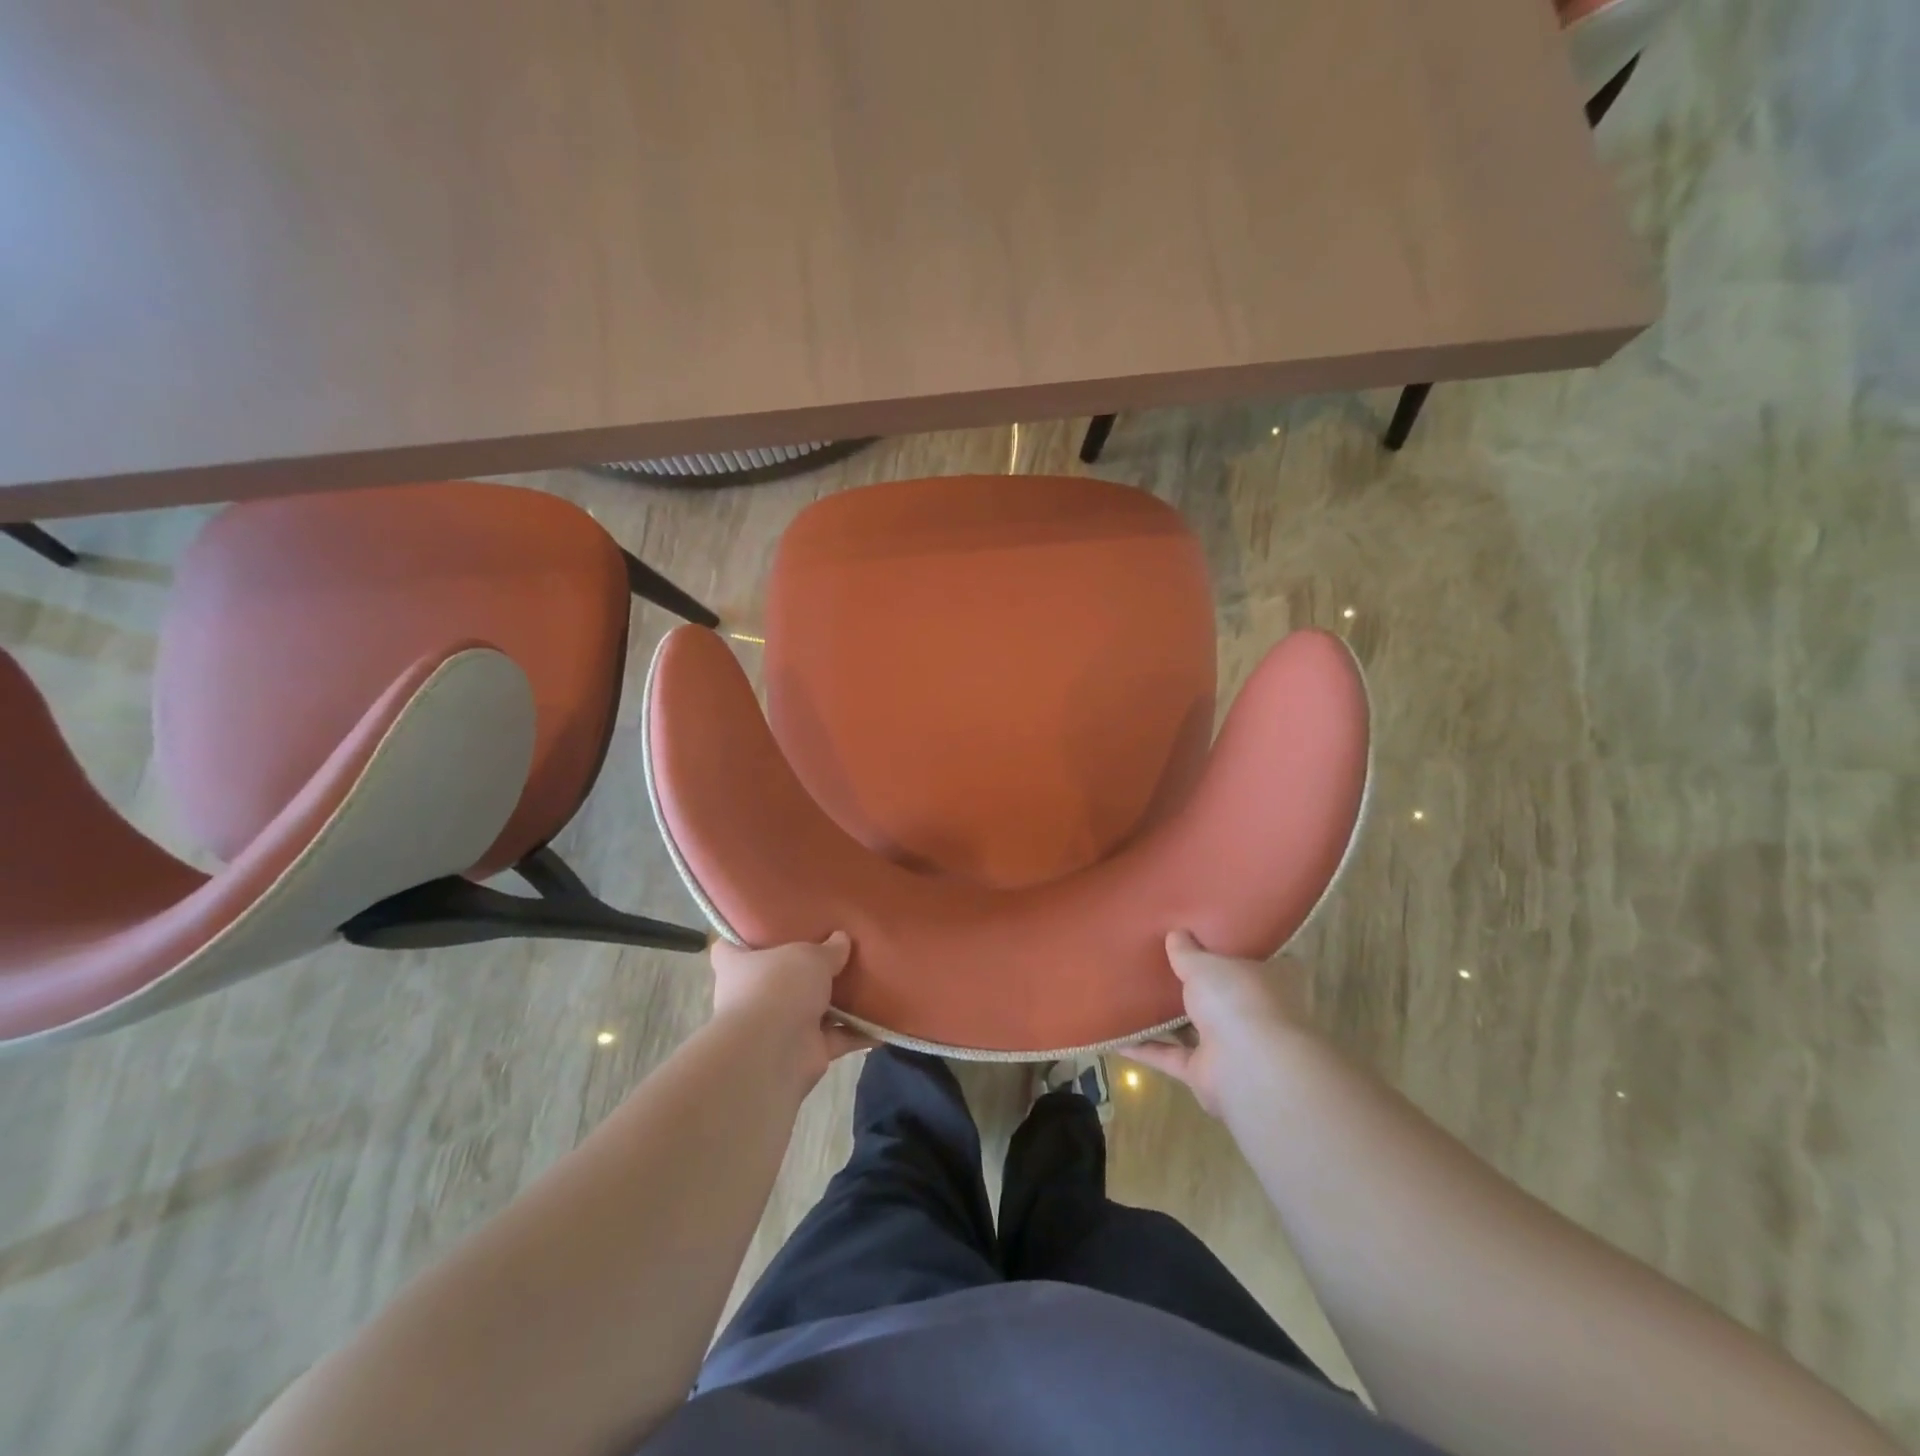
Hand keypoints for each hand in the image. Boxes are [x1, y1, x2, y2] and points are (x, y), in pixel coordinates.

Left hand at [709, 932, 873, 1087]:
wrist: (775, 1051)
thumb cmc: (779, 987)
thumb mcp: (809, 956)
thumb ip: (827, 949)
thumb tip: (841, 939)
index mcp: (738, 966)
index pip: (728, 948)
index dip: (743, 938)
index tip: (764, 927)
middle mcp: (753, 997)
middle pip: (776, 979)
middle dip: (801, 972)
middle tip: (832, 950)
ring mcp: (778, 1027)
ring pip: (811, 1010)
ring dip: (836, 1004)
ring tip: (866, 982)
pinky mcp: (805, 1051)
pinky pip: (837, 1038)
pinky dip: (859, 1033)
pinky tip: (883, 1021)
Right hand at [1124, 932, 1313, 1115]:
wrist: (1247, 1066)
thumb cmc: (1236, 1000)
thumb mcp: (1206, 964)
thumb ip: (1188, 952)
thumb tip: (1176, 934)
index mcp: (1265, 982)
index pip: (1246, 963)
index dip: (1222, 953)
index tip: (1197, 940)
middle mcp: (1251, 1014)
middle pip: (1218, 998)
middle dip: (1193, 988)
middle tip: (1160, 966)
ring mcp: (1230, 1047)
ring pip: (1193, 1028)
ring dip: (1167, 1020)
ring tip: (1134, 997)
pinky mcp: (1205, 1073)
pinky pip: (1170, 1056)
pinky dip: (1145, 1049)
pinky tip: (1117, 1038)